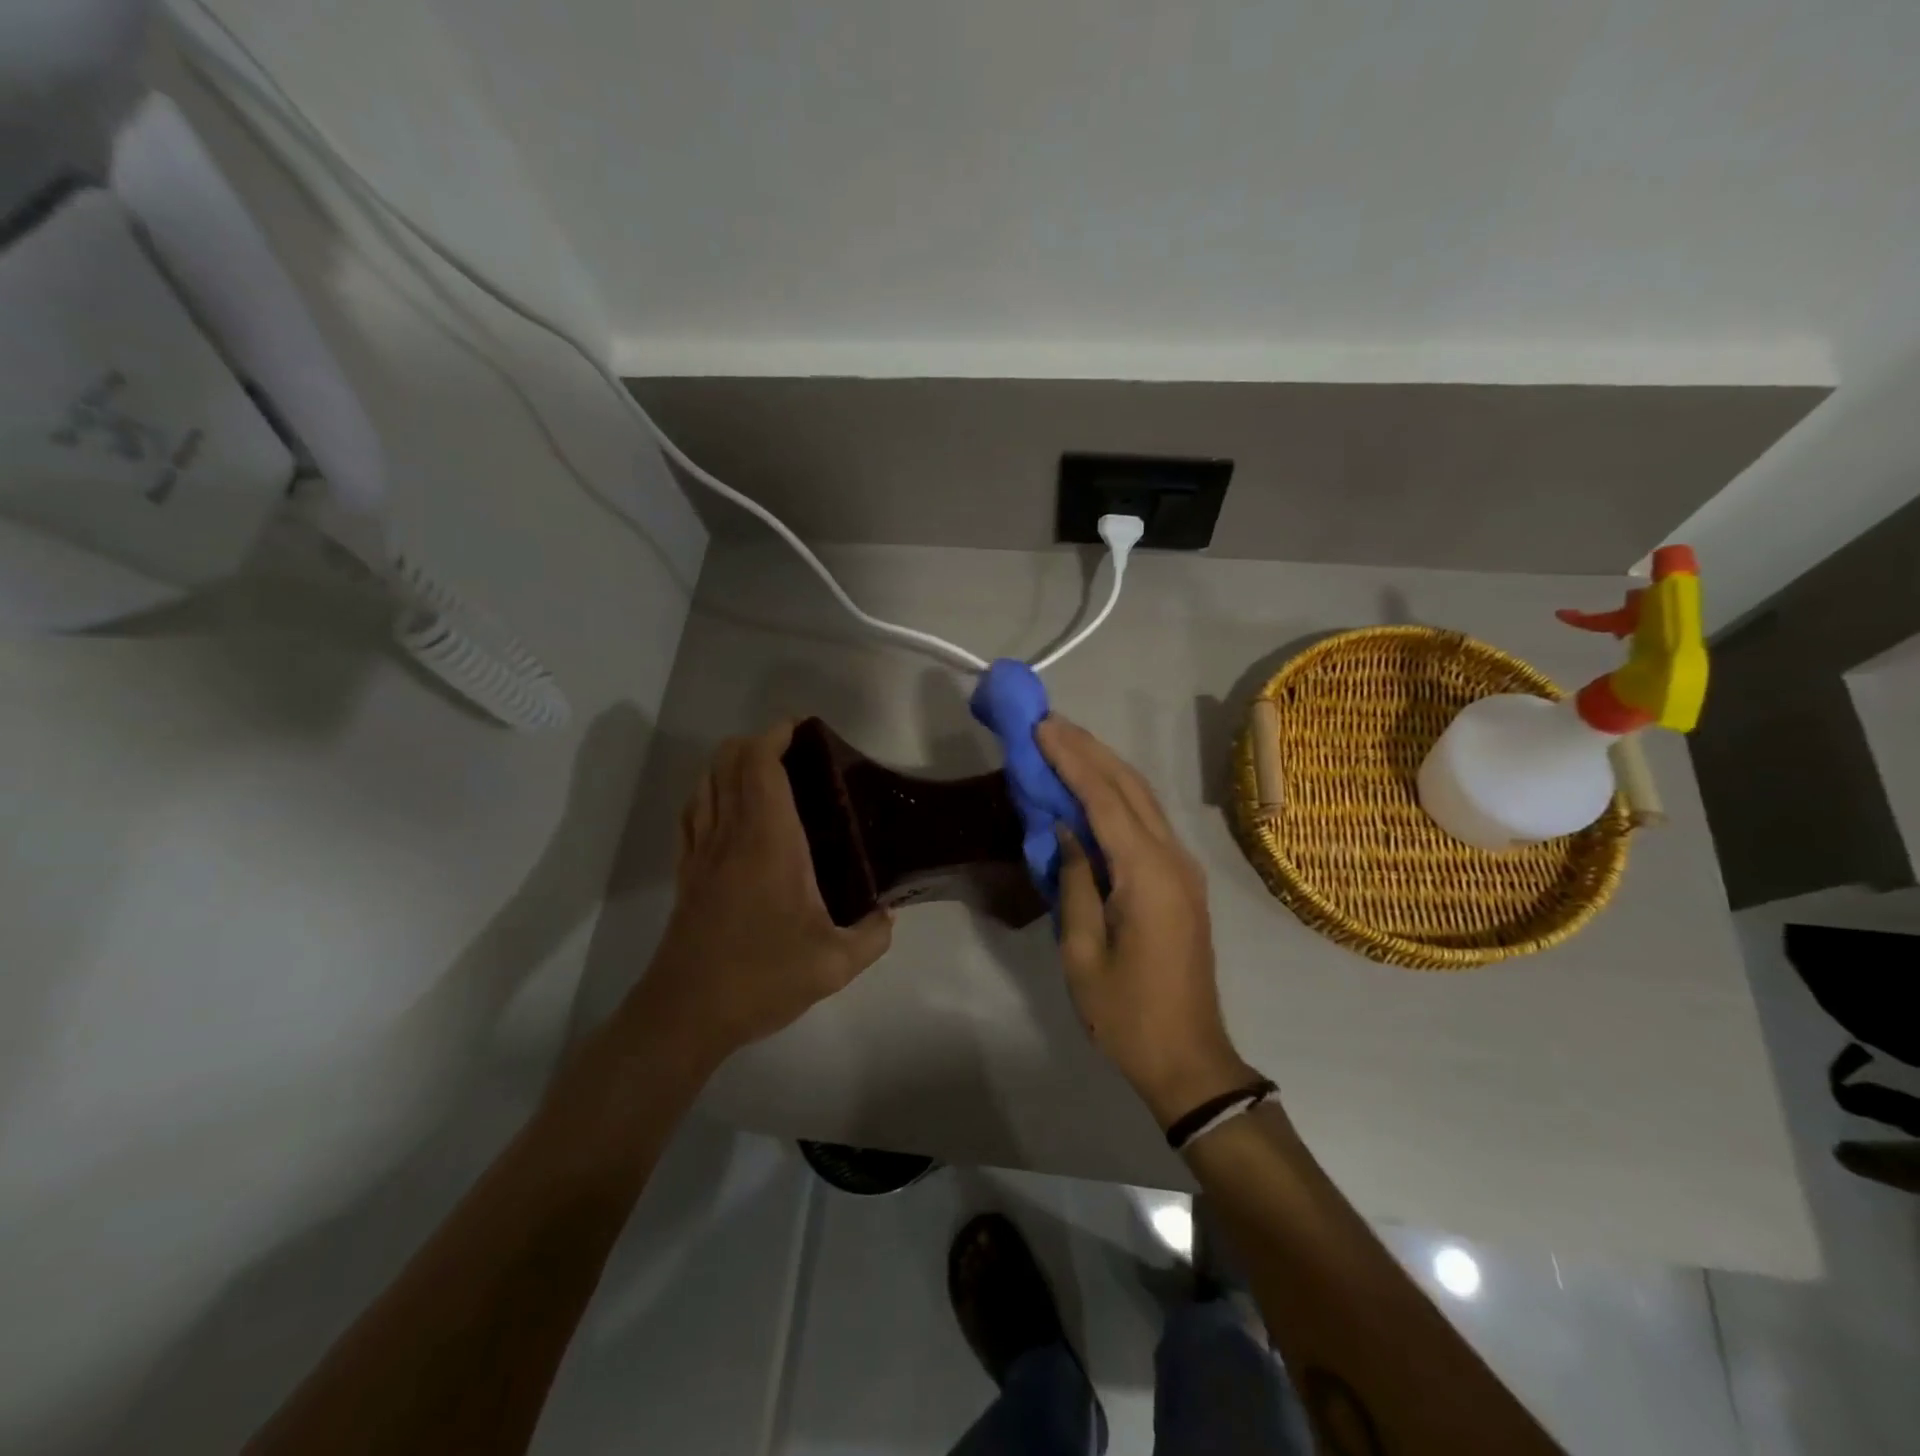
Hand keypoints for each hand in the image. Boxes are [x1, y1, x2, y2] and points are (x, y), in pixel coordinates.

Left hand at [632, 722, 892, 1064]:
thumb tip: (886, 915)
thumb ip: (872, 935)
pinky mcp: (686, 872)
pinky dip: (708, 793)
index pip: (760, 766)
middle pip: (728, 762)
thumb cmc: (762, 978)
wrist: (686, 1013)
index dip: (775, 735)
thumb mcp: (834, 964)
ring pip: (705, 782)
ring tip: (763, 771)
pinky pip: (692, 813)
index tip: (800, 728)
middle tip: (793, 751)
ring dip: (729, 763)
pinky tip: (726, 807)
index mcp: (769, 842)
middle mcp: (730, 834)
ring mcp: (701, 851)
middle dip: (755, 742)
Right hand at [1038, 716, 1257, 1128]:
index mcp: (1147, 875)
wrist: (1189, 1059)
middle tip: (1050, 722)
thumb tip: (1066, 831)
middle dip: (1090, 750)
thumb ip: (1074, 883)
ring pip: (1143, 800)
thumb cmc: (1126, 1014)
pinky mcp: (1181, 882)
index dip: (1071, 760)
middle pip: (1130, 787)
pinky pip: (1148, 824)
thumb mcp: (1081, 953)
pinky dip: (1118, 797)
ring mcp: (1183, 869)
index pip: (1104, 799)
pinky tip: (1093, 789)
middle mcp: (1173, 859)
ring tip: (1067, 742)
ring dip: (1106, 767)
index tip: (1042, 728)